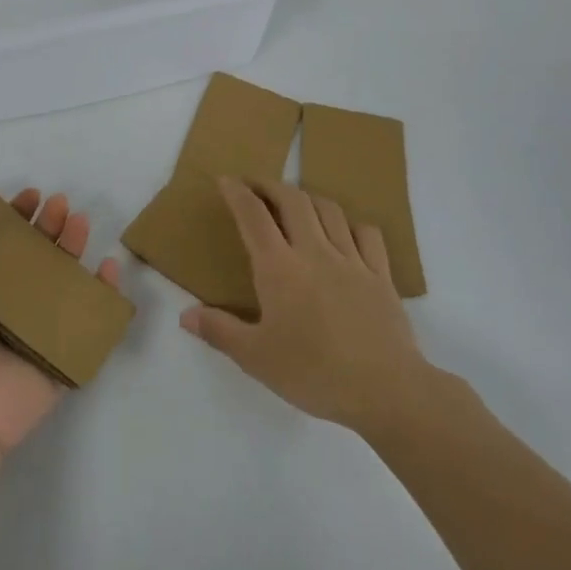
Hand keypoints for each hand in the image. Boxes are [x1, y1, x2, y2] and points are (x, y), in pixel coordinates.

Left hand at [0, 181, 119, 462]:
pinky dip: (103, 294)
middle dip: (48, 227)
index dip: (13, 217)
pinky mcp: (60, 354)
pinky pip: (87, 319)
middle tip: (61, 204)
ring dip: (73, 249)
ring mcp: (33, 330)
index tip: (29, 196)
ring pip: (62, 281)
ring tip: (81, 222)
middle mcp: (2, 305)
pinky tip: (109, 268)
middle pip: (33, 256)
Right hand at [179, 177, 443, 436]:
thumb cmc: (313, 373)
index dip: (238, 193)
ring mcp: (352, 260)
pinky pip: (367, 234)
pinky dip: (351, 224)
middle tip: (256, 186)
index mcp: (279, 268)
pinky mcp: (381, 275)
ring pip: (329, 210)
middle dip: (271, 186)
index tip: (226, 180)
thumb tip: (185, 315)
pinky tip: (345, 232)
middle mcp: (314, 252)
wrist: (385, 389)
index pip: (253, 217)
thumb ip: (219, 331)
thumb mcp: (256, 358)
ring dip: (308, 198)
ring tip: (296, 203)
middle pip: (293, 200)